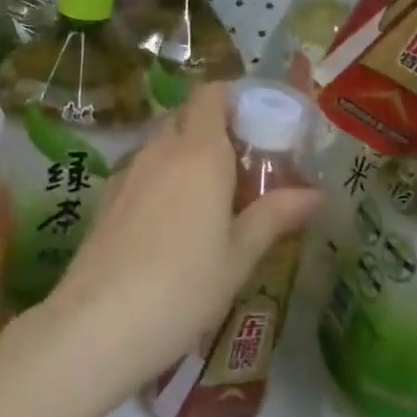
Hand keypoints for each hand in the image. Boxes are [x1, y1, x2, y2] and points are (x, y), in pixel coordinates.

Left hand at [43, 83, 321, 398]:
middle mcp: (160, 150)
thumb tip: (316, 193)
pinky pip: (141, 169)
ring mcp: (127, 172)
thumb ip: (275, 216)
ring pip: (161, 142)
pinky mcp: (106, 198)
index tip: (258, 125)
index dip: (234, 99)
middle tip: (242, 165)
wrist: (99, 321)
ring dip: (186, 153)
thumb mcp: (239, 256)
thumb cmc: (184, 286)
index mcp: (199, 152)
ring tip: (211, 197)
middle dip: (213, 128)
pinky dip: (161, 177)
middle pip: (185, 115)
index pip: (211, 94)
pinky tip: (172, 220)